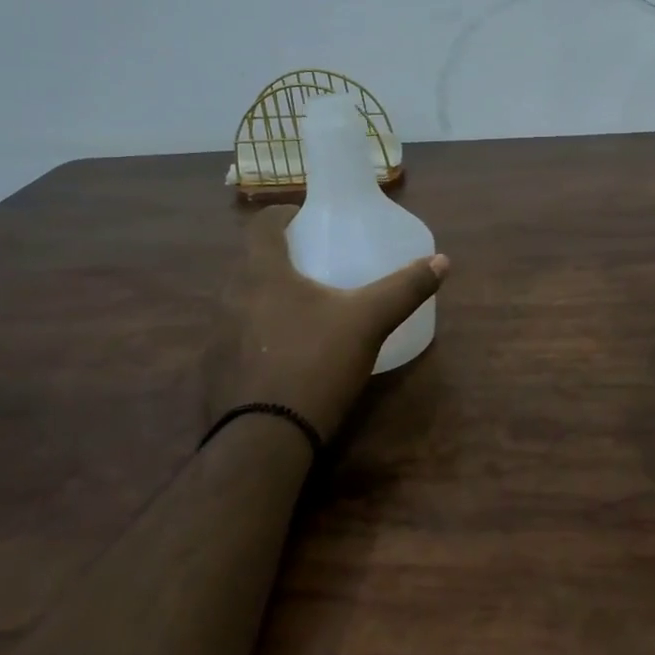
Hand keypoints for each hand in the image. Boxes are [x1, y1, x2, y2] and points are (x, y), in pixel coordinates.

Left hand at [205, 204, 448, 441]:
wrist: (263, 440)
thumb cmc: (315, 363)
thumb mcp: (368, 322)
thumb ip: (404, 289)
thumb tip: (442, 261)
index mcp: (261, 273)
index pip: (261, 224)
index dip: (283, 215)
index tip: (306, 219)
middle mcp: (229, 296)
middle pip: (251, 263)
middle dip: (279, 259)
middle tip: (314, 266)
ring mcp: (216, 337)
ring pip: (242, 301)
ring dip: (266, 298)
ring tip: (302, 311)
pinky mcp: (213, 372)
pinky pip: (236, 339)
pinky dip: (258, 335)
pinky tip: (283, 356)